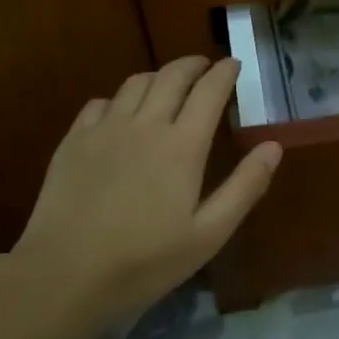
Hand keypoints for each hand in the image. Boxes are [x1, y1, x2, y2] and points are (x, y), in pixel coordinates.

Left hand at [5, 56, 280, 334]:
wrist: (65, 275)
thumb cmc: (145, 262)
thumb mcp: (208, 234)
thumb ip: (244, 187)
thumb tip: (273, 146)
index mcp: (182, 145)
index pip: (209, 91)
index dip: (224, 73)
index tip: (234, 63)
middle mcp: (145, 125)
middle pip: (172, 76)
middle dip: (193, 65)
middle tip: (205, 66)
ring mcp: (104, 129)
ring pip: (135, 83)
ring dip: (158, 77)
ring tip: (168, 85)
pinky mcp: (73, 141)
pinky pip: (100, 102)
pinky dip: (120, 98)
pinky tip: (121, 113)